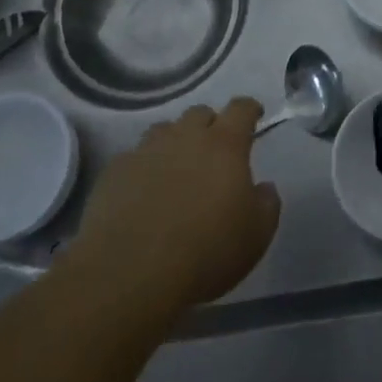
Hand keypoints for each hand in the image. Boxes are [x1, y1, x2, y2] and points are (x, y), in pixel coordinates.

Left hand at [69, 97, 280, 315]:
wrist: (131, 273)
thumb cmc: (206, 252)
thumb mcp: (256, 236)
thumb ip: (267, 204)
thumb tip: (263, 187)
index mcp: (224, 146)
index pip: (240, 109)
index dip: (249, 109)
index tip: (254, 115)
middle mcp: (184, 137)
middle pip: (199, 113)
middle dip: (210, 124)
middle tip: (215, 149)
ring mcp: (146, 151)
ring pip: (164, 130)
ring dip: (175, 142)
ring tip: (177, 167)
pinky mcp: (115, 171)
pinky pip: (134, 158)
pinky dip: (144, 167)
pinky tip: (144, 192)